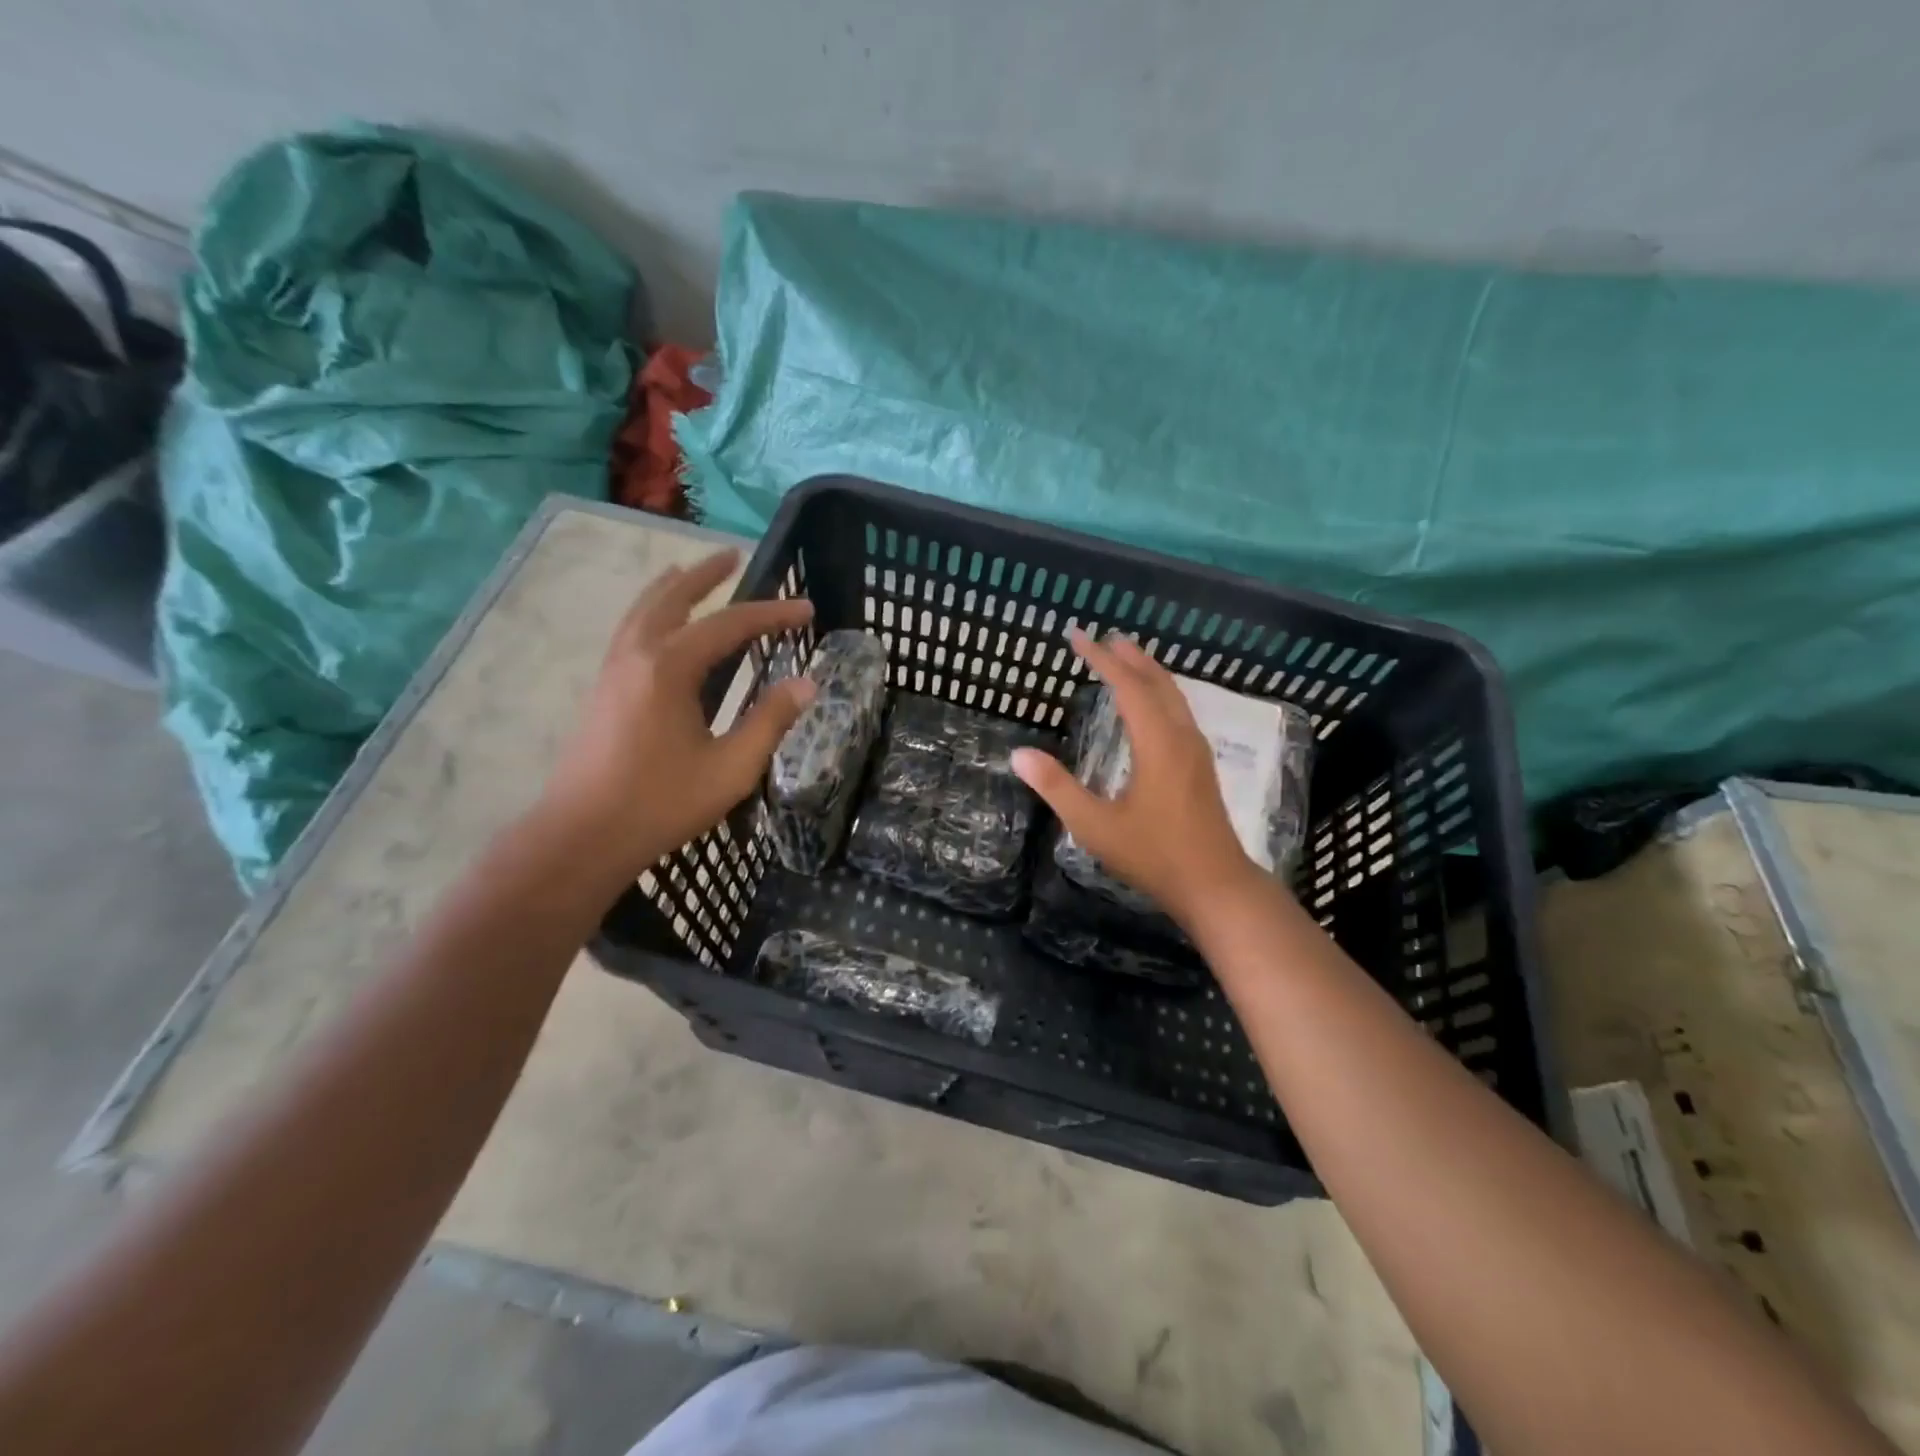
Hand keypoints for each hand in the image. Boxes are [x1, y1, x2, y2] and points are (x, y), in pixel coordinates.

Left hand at [540, 548, 814, 877]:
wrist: (582, 835)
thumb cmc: (661, 802)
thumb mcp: (731, 767)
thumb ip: (770, 721)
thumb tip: (807, 684)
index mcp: (669, 667)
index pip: (730, 625)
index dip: (772, 614)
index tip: (806, 607)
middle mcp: (636, 655)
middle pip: (673, 598)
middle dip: (705, 575)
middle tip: (732, 556)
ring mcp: (612, 670)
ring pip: (642, 611)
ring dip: (671, 588)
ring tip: (688, 574)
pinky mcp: (601, 689)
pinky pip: (629, 630)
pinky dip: (650, 612)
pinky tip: (659, 628)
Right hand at [1011, 631, 1261, 927]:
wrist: (1216, 886)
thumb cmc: (1154, 856)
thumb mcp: (1095, 826)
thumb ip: (1056, 788)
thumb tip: (1019, 754)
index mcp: (1157, 743)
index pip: (1127, 687)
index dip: (1100, 659)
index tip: (1076, 637)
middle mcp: (1181, 737)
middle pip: (1157, 682)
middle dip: (1130, 657)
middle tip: (1105, 637)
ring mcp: (1196, 751)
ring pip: (1174, 696)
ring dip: (1149, 672)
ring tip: (1127, 658)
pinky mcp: (1201, 766)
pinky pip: (1180, 712)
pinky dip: (1160, 694)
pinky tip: (1151, 706)